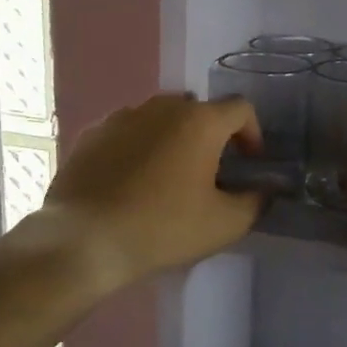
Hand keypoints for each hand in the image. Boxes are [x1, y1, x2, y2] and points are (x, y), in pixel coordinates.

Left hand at [39, 92, 263, 287]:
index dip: (253, 133)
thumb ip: (254, 201)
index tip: (249, 163)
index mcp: (200, 121)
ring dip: (172, 139)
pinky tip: (131, 180)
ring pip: (159, 118)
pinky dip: (138, 147)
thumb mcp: (224, 224)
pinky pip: (127, 132)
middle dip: (210, 135)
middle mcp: (162, 107)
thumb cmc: (162, 228)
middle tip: (209, 171)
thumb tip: (262, 190)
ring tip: (168, 176)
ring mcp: (122, 116)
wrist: (84, 239)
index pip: (240, 109)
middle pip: (198, 110)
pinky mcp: (91, 133)